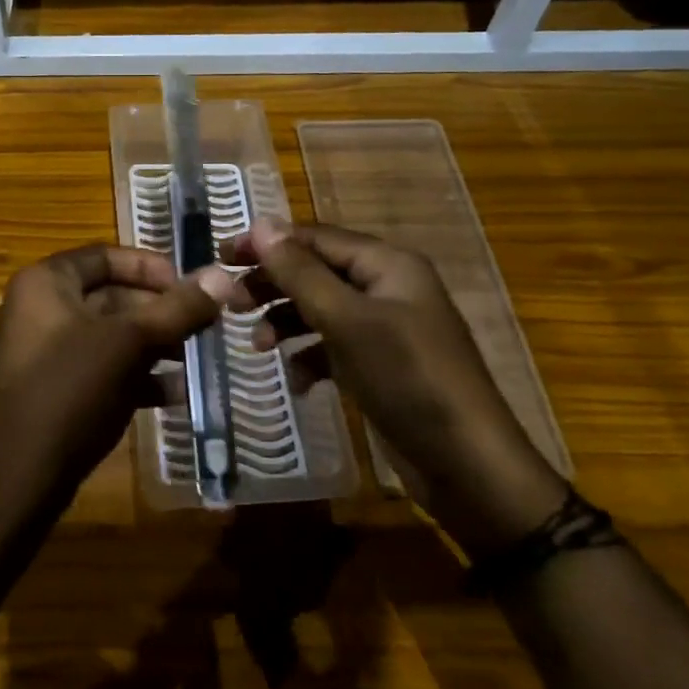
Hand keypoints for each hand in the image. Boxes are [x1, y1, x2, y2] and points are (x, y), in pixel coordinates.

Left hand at [0, 245, 237, 515]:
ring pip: (106, 335)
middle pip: (108, 295)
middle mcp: (35, 309)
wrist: (17, 480)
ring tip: (194, 358)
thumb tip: (222, 277)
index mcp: (43, 283)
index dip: (151, 266)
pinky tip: (172, 395)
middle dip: (158, 311)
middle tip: (202, 325)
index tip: (191, 286)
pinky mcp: (47, 389)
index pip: (105, 256)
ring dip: (151, 345)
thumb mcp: (130, 344)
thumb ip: (177, 308)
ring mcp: (38, 352)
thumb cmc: (70, 393)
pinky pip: (95, 368)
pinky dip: (132, 375)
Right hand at [226, 219, 565, 555]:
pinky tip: (296, 381)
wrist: (467, 465)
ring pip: (320, 310)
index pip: (315, 237)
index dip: (268, 243)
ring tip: (258, 346)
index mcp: (387, 264)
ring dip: (286, 322)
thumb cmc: (407, 379)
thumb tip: (262, 223)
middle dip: (273, 284)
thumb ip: (301, 272)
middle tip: (231, 302)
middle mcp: (387, 287)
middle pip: (316, 271)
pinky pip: (333, 347)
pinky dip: (309, 358)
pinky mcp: (380, 365)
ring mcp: (385, 328)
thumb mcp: (347, 321)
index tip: (221, 255)